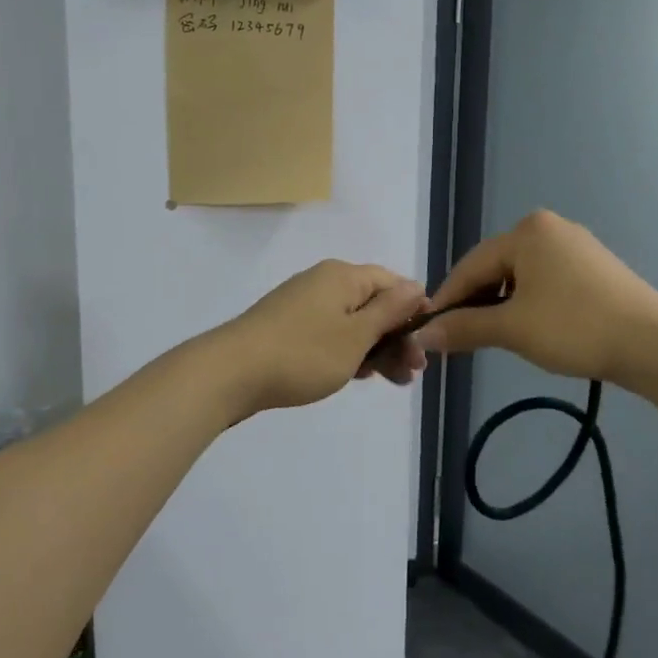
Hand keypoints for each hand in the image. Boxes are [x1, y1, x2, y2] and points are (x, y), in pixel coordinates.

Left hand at [217, 261, 428, 414]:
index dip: (413, 308)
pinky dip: (348, 352)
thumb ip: (389, 311)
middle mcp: (323, 282)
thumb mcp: (356, 335)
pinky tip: (357, 376)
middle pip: (373, 304)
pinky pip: (330, 334)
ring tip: (393, 381)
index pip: (391, 282)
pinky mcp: (287, 328)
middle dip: (397, 337)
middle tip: (413, 372)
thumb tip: (415, 286)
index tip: (426, 341)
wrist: (231, 373)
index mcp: (343, 276)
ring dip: (375, 349)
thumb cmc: (304, 353)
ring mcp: (302, 305)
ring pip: (352, 323)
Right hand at [418, 211, 657, 389]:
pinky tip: (526, 327)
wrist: (653, 344)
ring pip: (520, 276)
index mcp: (527, 231)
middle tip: (457, 339)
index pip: (470, 266)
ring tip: (489, 337)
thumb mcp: (512, 328)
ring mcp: (575, 246)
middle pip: (495, 267)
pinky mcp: (594, 267)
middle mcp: (549, 228)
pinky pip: (545, 281)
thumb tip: (423, 335)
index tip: (428, 331)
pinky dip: (527, 304)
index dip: (447, 300)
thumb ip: (464, 327)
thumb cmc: (575, 327)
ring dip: (500, 306)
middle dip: (474, 303)